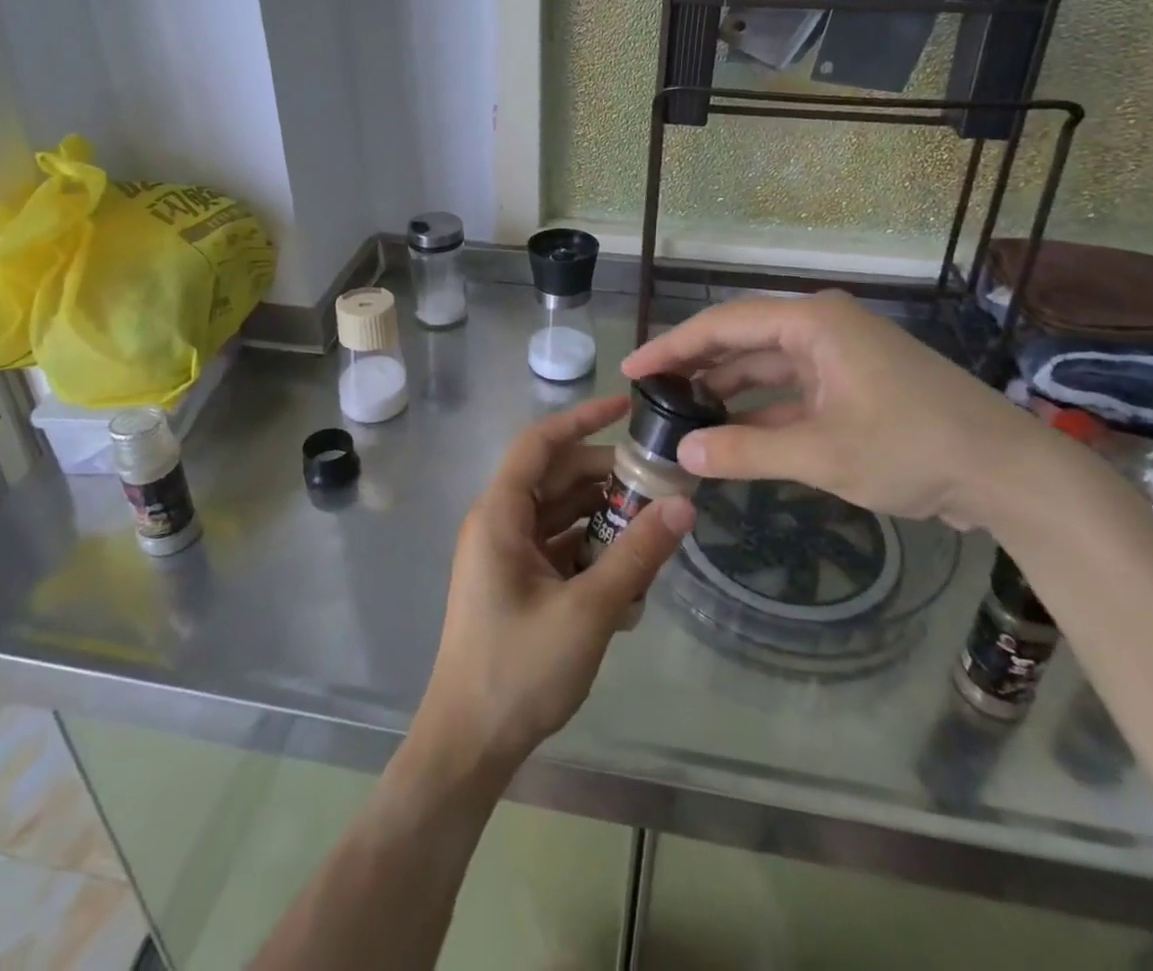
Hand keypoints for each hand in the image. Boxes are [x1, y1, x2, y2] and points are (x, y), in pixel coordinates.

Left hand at [413, 395, 695, 773]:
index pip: (540, 443)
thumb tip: (684, 507)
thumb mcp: (588, 610)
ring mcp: (506, 555)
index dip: (582, 419)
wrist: (469, 746)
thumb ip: (637, 555)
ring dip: (604, 518)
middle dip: (606, 477)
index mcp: (500, 514)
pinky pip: (558, 548)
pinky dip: (591, 552)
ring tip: (654, 528)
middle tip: (660, 483)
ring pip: (561, 515)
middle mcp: (499, 524)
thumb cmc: (518, 670)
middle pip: (556, 479)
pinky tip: (630, 577)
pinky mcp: (517, 583)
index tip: (626, 406)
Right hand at [620, 291, 1058, 531]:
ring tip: (680, 413)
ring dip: (726, 390)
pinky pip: (791, 392)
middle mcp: (822, 329)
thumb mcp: (822, 453)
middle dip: (695, 365)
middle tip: (649, 390)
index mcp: (814, 323)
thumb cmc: (914, 448)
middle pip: (742, 340)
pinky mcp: (853, 387)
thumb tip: (682, 452)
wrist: (1011, 475)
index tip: (633, 368)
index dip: (673, 346)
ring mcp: (840, 358)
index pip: (724, 324)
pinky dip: (760, 412)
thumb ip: (745, 451)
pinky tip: (730, 433)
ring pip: (765, 368)